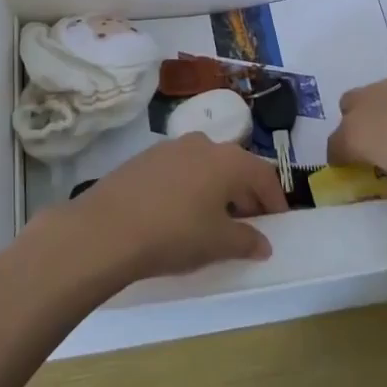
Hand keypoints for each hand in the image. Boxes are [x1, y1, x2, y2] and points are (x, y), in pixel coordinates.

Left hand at [48, 135, 286, 284]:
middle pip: (235, 166)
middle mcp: (203, 144)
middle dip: (246, 194)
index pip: (263, 174)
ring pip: (206, 165)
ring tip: (214, 219)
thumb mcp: (217, 243)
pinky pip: (181, 169)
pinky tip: (180, 212)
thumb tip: (263, 243)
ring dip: (217, 189)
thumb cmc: (175, 233)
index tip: (278, 222)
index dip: (275, 199)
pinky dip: (191, 187)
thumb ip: (246, 240)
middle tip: (249, 224)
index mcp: (228, 160)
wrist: (108, 228)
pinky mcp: (146, 158)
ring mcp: (171, 147)